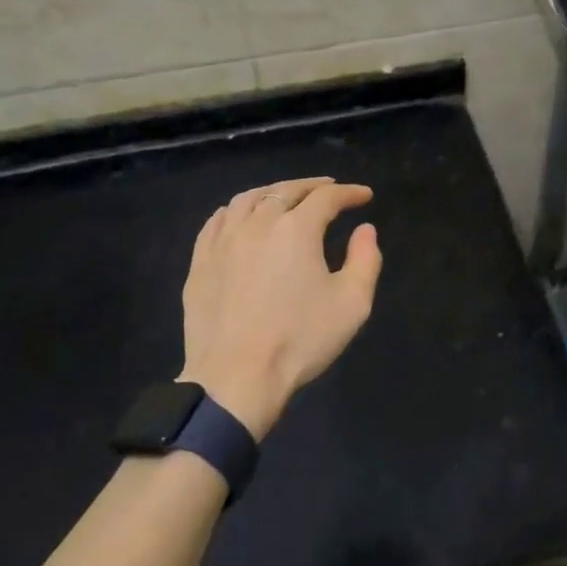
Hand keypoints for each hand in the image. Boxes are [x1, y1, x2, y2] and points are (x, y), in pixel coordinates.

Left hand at [180, 178, 382, 439]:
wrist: (235, 379)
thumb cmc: (299, 341)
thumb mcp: (352, 304)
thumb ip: (365, 260)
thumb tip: (365, 230)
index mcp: (297, 229)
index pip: (326, 198)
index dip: (348, 193)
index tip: (363, 196)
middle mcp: (258, 223)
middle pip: (286, 190)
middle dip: (312, 187)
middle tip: (329, 190)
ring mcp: (224, 240)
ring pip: (249, 199)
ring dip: (273, 192)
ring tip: (286, 198)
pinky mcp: (201, 261)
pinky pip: (218, 221)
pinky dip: (237, 210)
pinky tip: (242, 217)